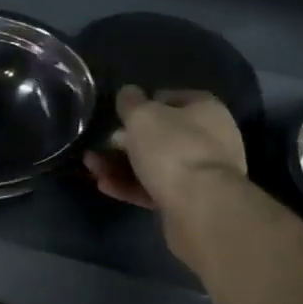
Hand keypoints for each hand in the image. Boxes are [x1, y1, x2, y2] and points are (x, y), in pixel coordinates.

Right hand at [85, 87, 247, 273]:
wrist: (202, 210)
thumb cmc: (173, 149)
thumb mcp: (142, 115)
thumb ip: (130, 102)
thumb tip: (128, 93)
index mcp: (206, 109)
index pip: (171, 98)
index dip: (144, 103)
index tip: (121, 114)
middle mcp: (210, 139)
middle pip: (162, 134)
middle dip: (128, 139)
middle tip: (103, 144)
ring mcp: (202, 174)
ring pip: (156, 164)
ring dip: (123, 164)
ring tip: (92, 167)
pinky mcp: (191, 203)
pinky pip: (157, 188)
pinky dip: (132, 186)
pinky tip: (105, 185)